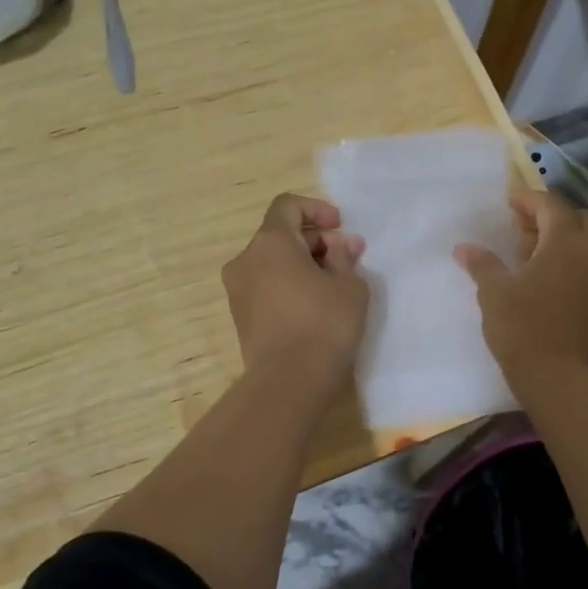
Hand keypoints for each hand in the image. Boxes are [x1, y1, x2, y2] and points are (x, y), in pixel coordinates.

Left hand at [222, 194, 367, 386]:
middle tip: (348, 258)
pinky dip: (290, 285)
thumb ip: (344, 257)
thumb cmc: (324, 323)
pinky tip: (316, 305)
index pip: (287, 206)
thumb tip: (340, 245)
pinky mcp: (241, 318)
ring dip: (304, 264)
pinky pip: (267, 287)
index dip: (316, 209)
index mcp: (269, 242)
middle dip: (316, 241)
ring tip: (336, 283)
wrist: (288, 382)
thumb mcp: (349, 285)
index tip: (340, 226)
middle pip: (280, 235)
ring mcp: (238, 291)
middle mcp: (246, 260)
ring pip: (273, 263)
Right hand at [455, 192, 587, 385]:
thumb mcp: (494, 293)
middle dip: (551, 218)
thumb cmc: (524, 329)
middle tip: (522, 231)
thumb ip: (482, 264)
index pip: (551, 205)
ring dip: (566, 239)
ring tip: (533, 255)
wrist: (562, 381)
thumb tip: (464, 247)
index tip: (509, 204)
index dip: (529, 200)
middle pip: (578, 219)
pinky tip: (548, 278)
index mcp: (567, 242)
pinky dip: (574, 260)